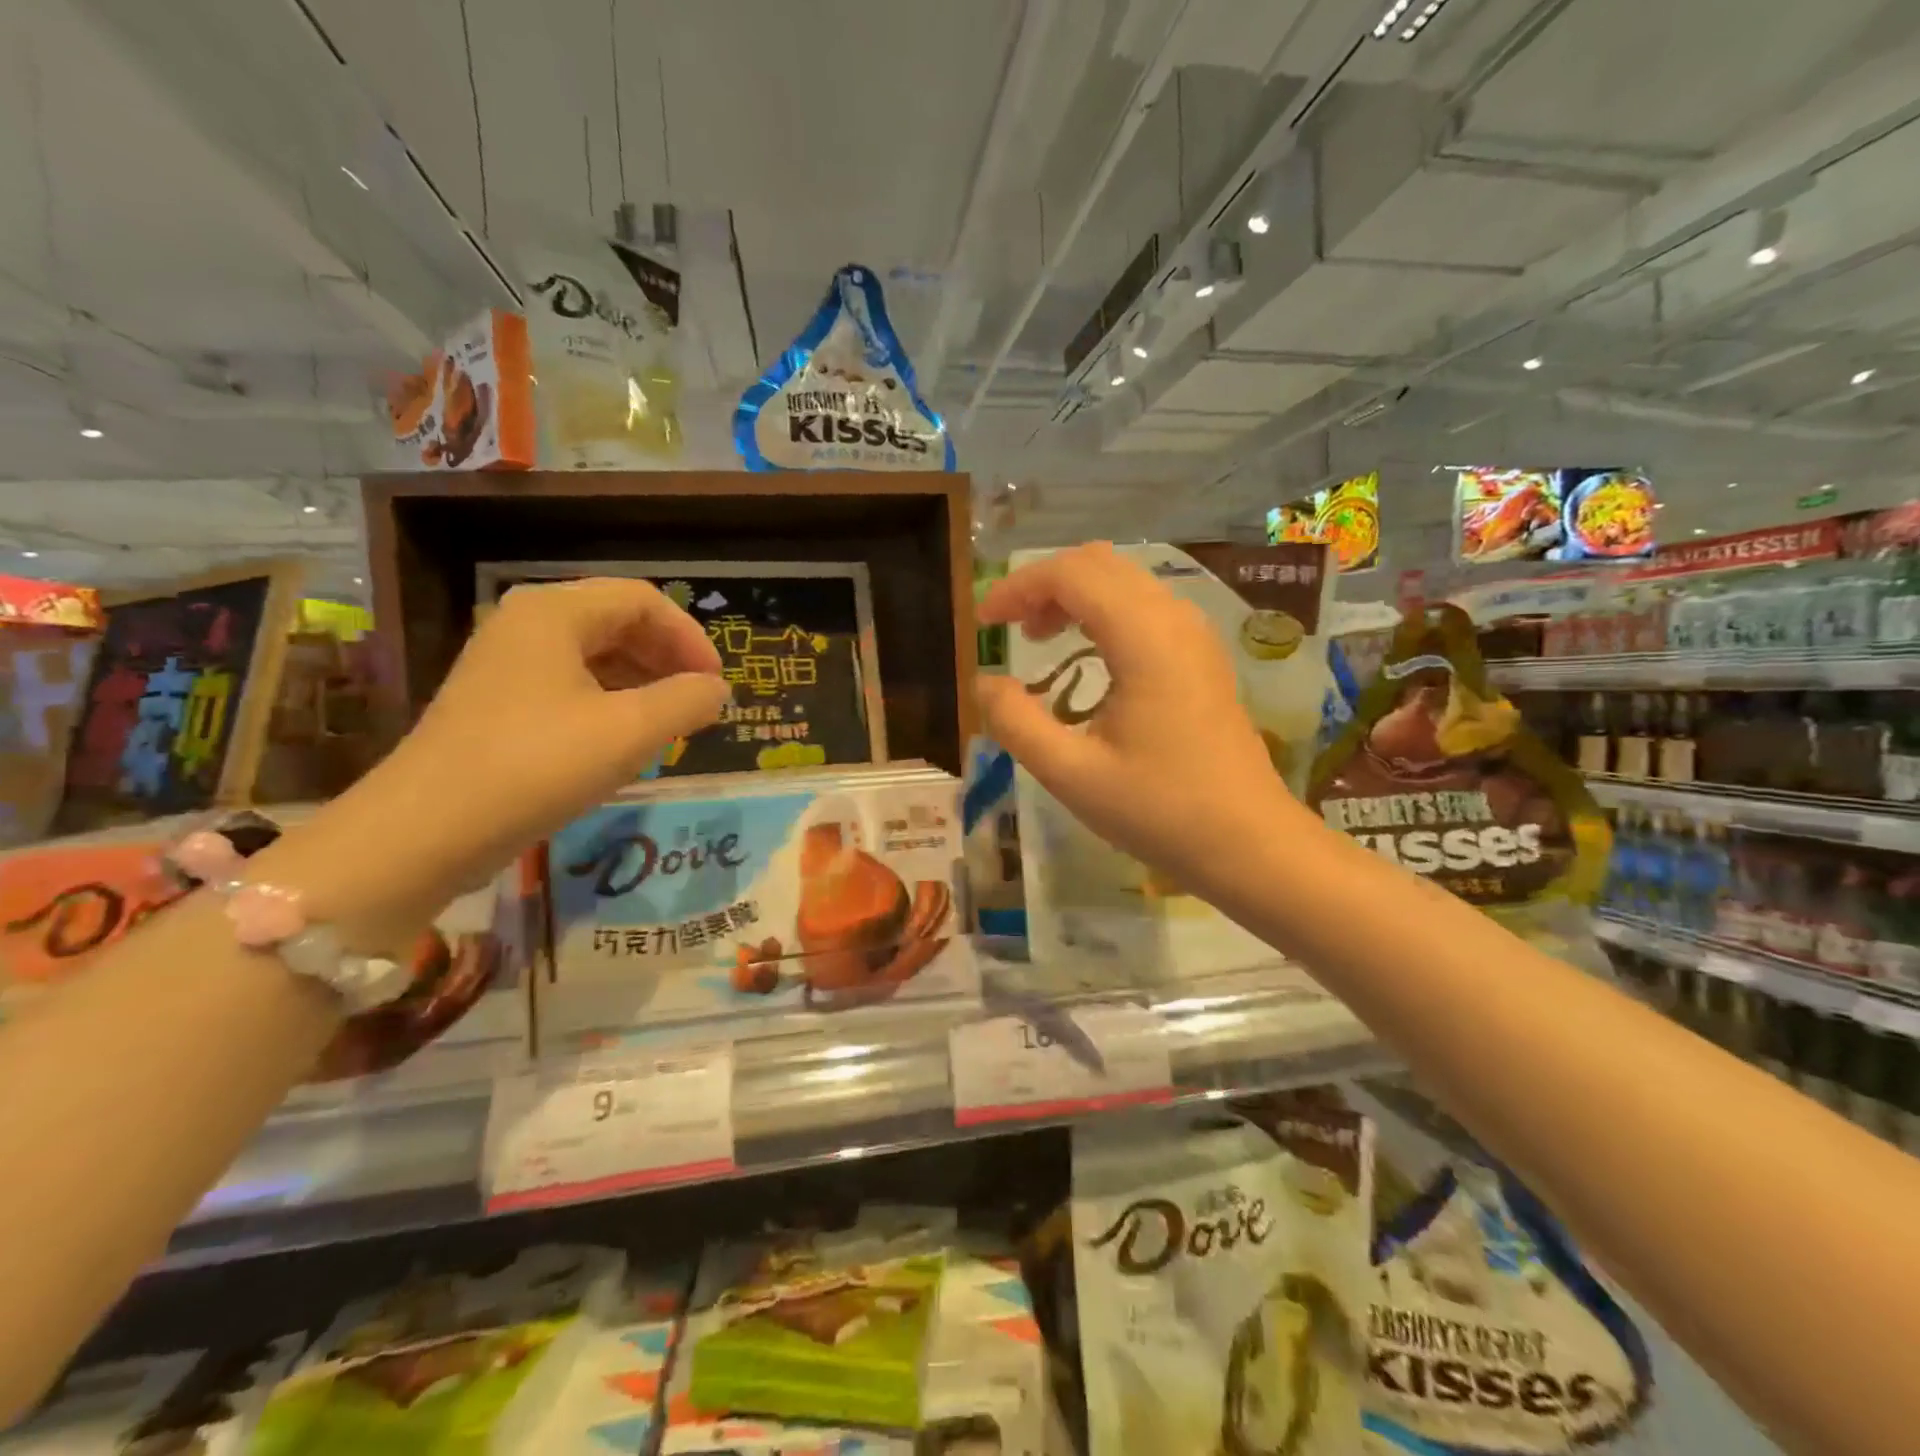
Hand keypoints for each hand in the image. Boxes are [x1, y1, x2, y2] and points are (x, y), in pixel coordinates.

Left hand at [270, 578, 728, 946]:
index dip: (690, 637)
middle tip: (698, 703)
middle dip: (667, 658)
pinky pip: (571, 685)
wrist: (425, 832)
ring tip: (671, 723)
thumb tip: (716, 690)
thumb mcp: (629, 732)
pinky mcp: (499, 703)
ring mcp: (508, 664)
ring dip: (643, 682)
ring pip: (595, 655)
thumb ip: (686, 701)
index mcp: (554, 612)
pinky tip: (627, 739)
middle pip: (618, 621)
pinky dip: (611, 702)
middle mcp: (527, 625)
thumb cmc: (537, 766)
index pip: (643, 600)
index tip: (716, 684)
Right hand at [975, 543, 1301, 889]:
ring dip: (1073, 595)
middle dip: (1043, 584)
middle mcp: (1174, 619)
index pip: (1071, 574)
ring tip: (1037, 639)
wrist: (1249, 843)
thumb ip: (1016, 723)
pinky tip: (1085, 654)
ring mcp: (1194, 634)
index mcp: (1145, 638)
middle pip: (1098, 563)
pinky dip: (1102, 611)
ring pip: (1124, 580)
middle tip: (1007, 628)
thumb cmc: (1159, 810)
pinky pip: (1144, 606)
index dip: (1017, 587)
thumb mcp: (1071, 774)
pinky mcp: (1201, 655)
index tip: (983, 624)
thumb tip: (984, 683)